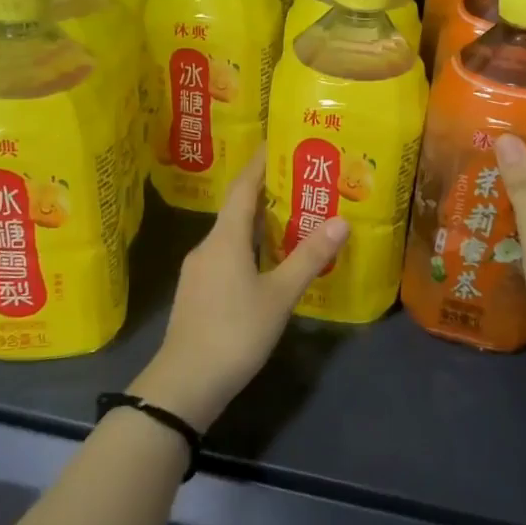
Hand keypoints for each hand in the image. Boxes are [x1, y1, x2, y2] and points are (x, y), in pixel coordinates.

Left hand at [132, 150, 348, 430]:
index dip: (260, 162)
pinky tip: (267, 262)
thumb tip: (341, 220)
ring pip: (231, 234)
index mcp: (225, 238)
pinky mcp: (197, 292)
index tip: (278, 140)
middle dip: (266, 191)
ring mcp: (198, 270)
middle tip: (299, 179)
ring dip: (258, 222)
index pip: (243, 186)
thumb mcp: (279, 295)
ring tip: (290, 218)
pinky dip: (248, 247)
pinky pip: (226, 255)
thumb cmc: (234, 332)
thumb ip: (309, 257)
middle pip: (237, 208)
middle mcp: (208, 245)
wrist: (184, 384)